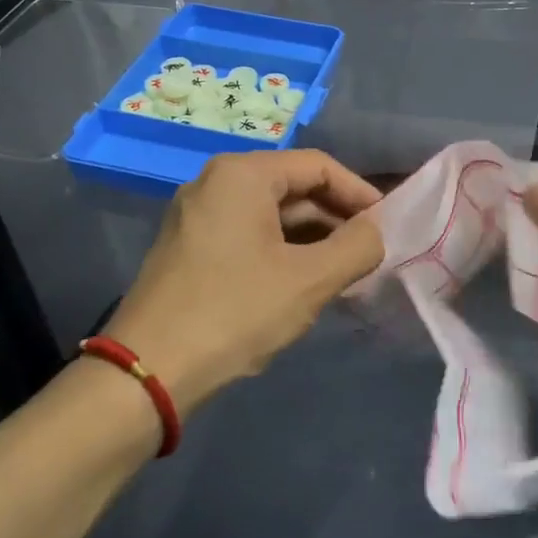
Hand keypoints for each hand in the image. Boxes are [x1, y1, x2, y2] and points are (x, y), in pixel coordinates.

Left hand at [107, 150, 383, 416]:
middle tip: (370, 255)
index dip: (359, 194)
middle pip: (293, 188)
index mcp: (242, 175)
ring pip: (271, 216)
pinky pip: (248, 236)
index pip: (318, 166)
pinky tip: (305, 283)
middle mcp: (214, 183)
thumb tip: (376, 232)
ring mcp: (197, 216)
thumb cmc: (235, 313)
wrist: (148, 371)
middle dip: (336, 220)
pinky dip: (282, 253)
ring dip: (312, 240)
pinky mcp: (189, 248)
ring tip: (345, 274)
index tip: (388, 227)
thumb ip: (357, 247)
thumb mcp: (309, 280)